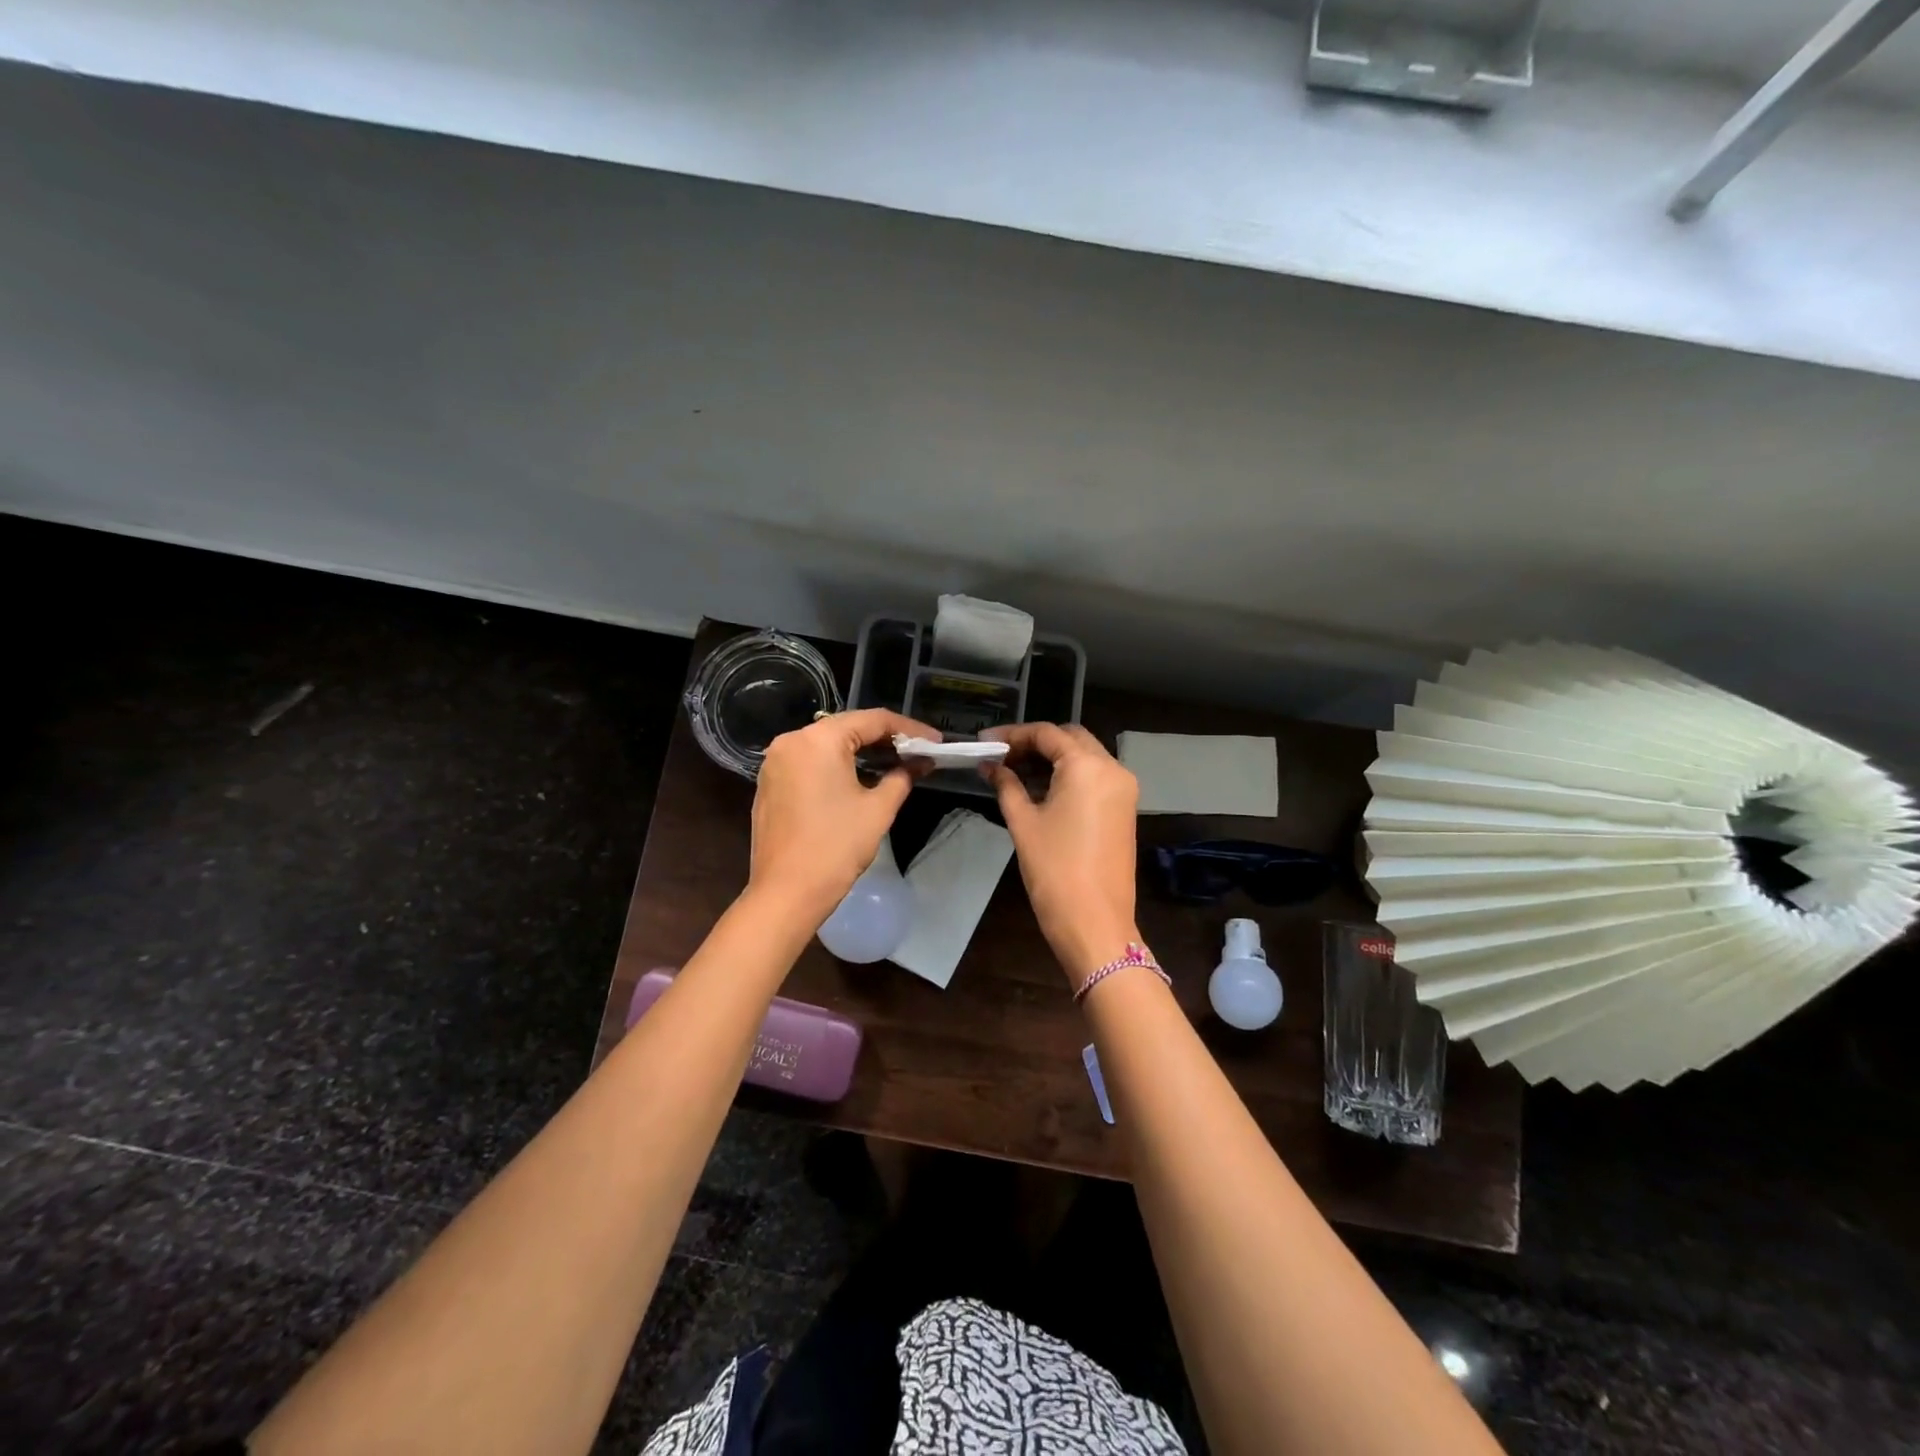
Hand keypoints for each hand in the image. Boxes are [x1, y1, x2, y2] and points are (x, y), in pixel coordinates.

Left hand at [749, 709, 935, 922]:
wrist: (786, 893)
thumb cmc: (836, 847)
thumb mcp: (878, 809)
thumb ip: (902, 776)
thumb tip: (920, 762)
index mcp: (818, 739)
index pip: (872, 720)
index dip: (909, 729)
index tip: (935, 741)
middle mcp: (791, 741)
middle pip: (847, 728)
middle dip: (884, 739)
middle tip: (918, 751)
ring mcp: (775, 763)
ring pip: (827, 745)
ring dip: (860, 752)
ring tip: (895, 762)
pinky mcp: (769, 783)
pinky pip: (809, 762)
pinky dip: (836, 765)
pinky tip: (860, 778)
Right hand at [983, 723, 1139, 986]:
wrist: (1095, 922)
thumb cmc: (1054, 870)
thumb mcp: (1023, 823)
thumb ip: (1006, 785)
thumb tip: (991, 766)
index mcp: (1088, 766)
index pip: (1047, 734)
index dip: (1013, 735)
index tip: (985, 742)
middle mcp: (1112, 768)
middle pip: (1070, 739)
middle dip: (1035, 743)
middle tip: (1001, 757)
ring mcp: (1123, 789)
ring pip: (1085, 756)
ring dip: (1053, 758)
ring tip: (1014, 772)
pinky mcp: (1125, 808)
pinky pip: (1095, 777)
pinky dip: (1069, 775)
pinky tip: (1040, 788)